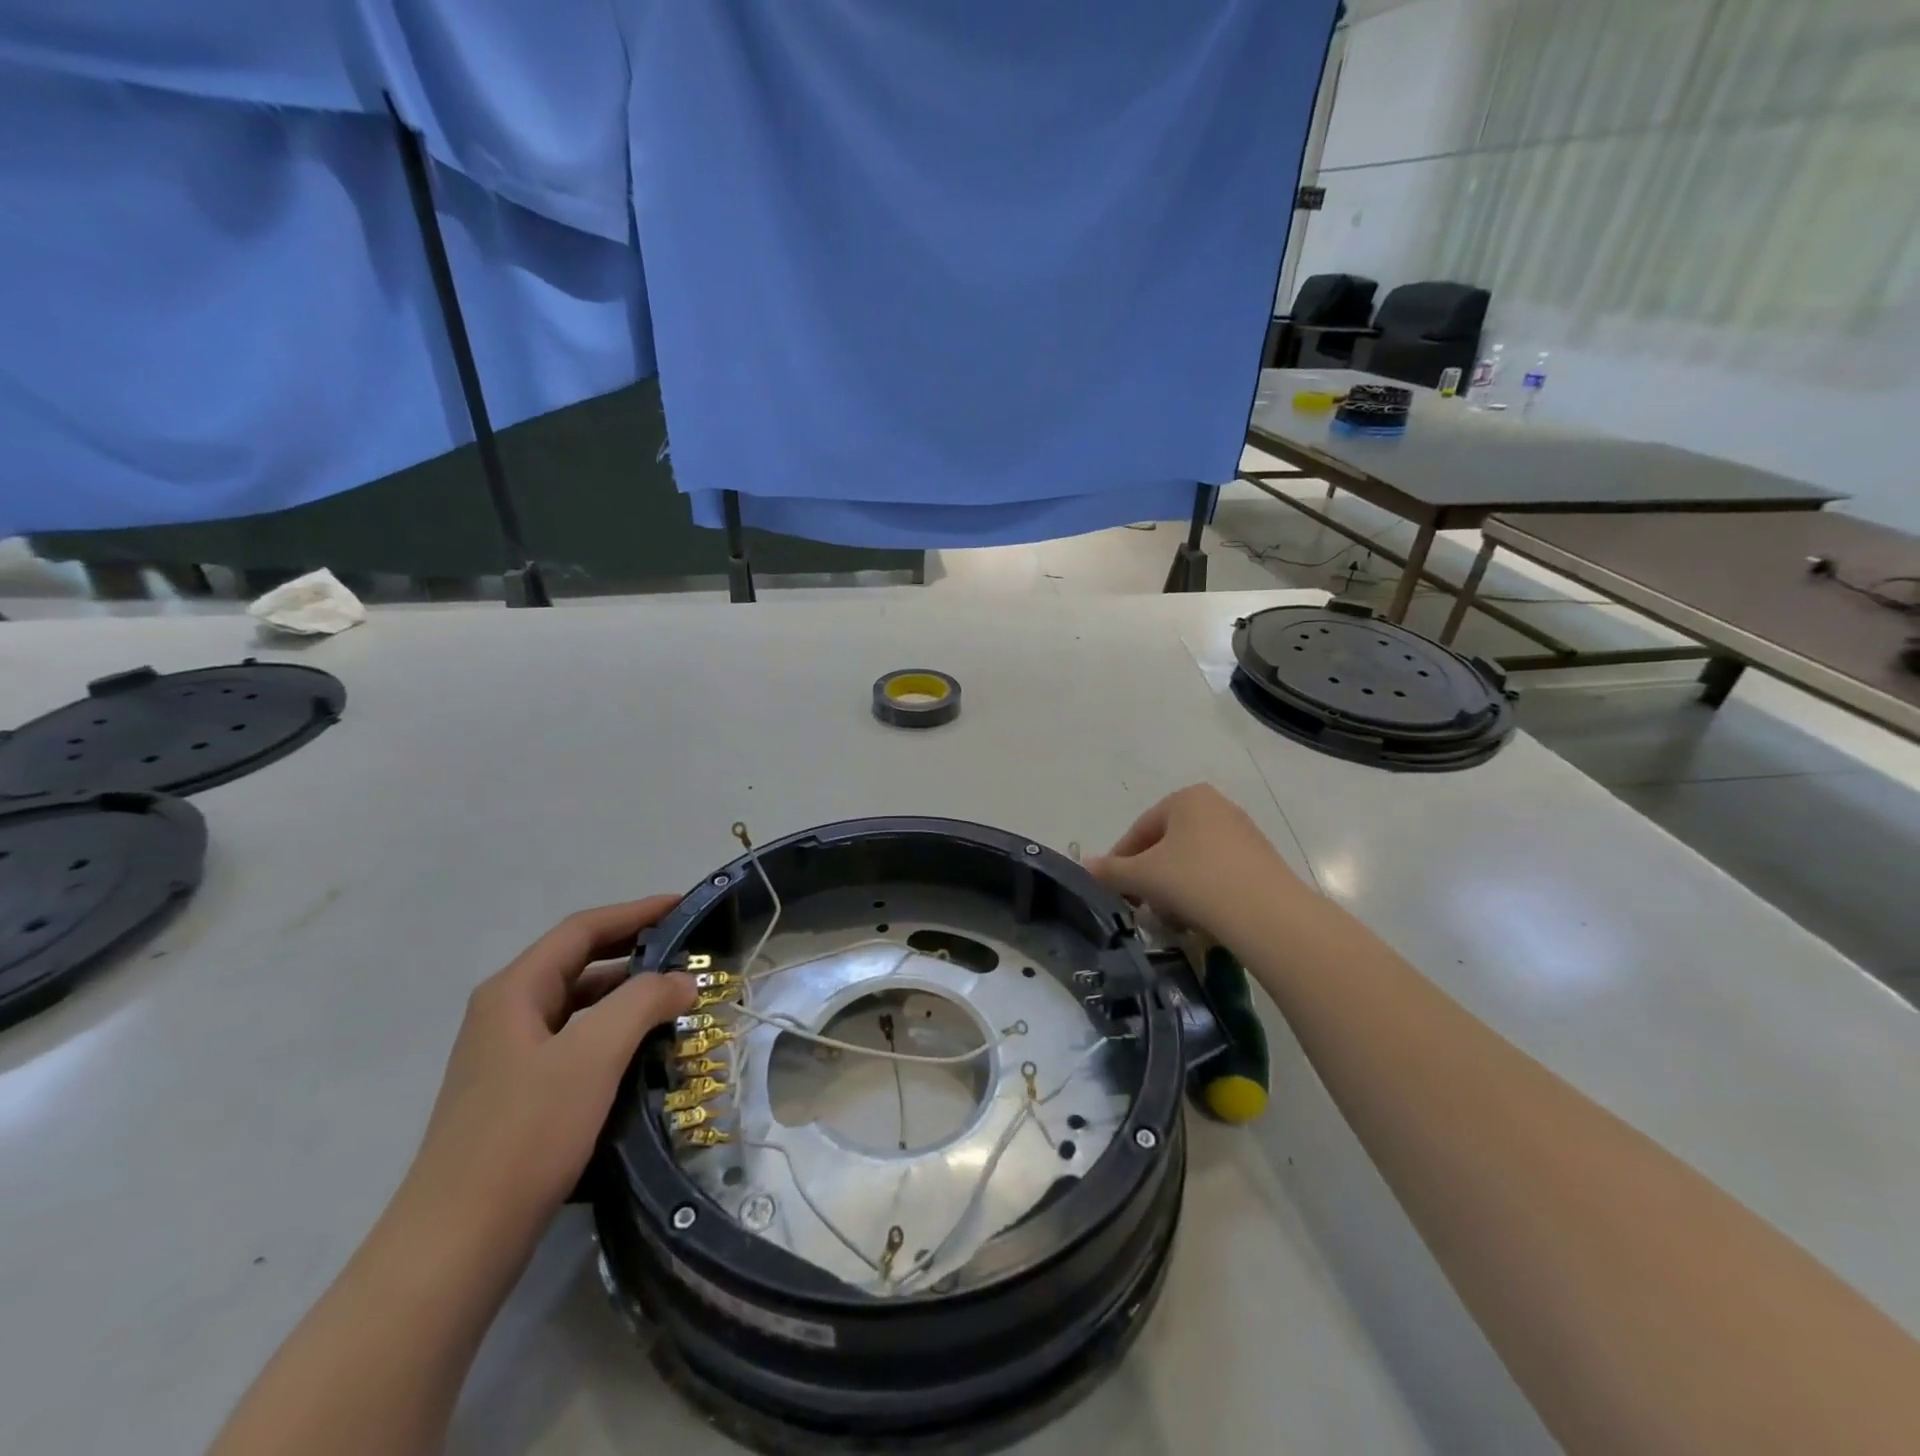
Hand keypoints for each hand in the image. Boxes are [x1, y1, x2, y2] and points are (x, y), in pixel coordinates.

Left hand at [399, 898, 696, 1247]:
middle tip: (690, 952)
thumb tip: (682, 981)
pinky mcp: (519, 1095)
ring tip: (679, 1001)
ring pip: (580, 1006)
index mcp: (515, 991)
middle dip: (635, 951)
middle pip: (579, 962)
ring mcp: (510, 1057)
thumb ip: (642, 1003)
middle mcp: (507, 1013)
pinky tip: (646, 1052)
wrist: (457, 1243)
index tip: (684, 906)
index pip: (583, 929)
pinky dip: (615, 1034)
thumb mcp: (593, 1055)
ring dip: (628, 996)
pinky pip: (577, 1043)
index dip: (636, 912)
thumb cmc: (525, 1133)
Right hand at [1087, 785, 1306, 938]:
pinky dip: (1201, 892)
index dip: (1121, 861)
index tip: (1113, 889)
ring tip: (1169, 917)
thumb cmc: (1196, 881)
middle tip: (1140, 905)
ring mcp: (1243, 833)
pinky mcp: (1261, 861)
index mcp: (1187, 797)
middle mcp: (1217, 806)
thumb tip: (1084, 866)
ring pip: (1192, 861)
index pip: (1140, 830)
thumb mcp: (1143, 875)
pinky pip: (1218, 873)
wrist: (1267, 915)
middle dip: (1150, 876)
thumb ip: (1110, 870)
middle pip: (1167, 844)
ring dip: (1173, 887)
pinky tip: (1199, 918)